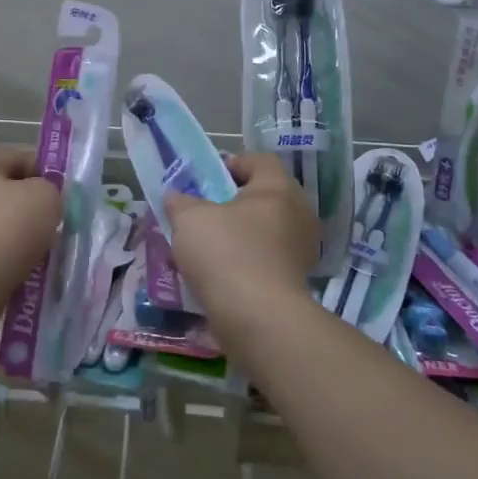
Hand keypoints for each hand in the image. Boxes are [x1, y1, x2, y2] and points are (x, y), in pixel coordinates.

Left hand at [0, 147, 61, 334]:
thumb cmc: (4, 230)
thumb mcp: (45, 197)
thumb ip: (50, 190)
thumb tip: (42, 200)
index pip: (16, 157)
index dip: (45, 170)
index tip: (65, 191)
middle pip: (1, 193)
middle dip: (28, 207)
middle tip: (55, 223)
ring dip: (15, 238)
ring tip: (42, 254)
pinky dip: (1, 262)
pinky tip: (22, 274)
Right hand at [165, 153, 318, 318]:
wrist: (257, 317)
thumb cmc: (225, 252)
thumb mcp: (189, 218)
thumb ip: (180, 201)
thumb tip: (176, 197)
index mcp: (279, 188)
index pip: (259, 161)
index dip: (231, 164)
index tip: (206, 180)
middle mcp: (299, 213)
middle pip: (263, 196)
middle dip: (233, 203)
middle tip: (203, 212)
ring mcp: (301, 249)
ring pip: (264, 230)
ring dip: (238, 234)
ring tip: (206, 247)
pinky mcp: (297, 281)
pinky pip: (267, 259)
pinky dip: (245, 261)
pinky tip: (220, 274)